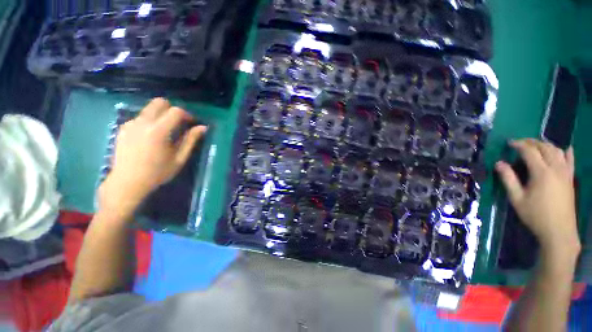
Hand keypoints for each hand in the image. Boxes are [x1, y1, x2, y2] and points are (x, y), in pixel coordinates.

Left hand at [98, 98, 206, 216]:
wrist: (127, 182)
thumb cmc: (157, 172)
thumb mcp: (179, 158)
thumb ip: (190, 140)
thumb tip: (203, 127)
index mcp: (158, 131)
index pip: (176, 111)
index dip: (187, 114)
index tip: (191, 123)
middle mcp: (143, 122)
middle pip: (159, 102)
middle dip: (172, 109)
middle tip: (178, 123)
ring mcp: (130, 124)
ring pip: (149, 109)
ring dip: (161, 115)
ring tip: (165, 131)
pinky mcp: (123, 127)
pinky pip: (140, 117)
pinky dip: (150, 121)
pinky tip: (151, 136)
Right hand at [495, 139, 578, 255]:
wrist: (558, 231)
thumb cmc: (535, 215)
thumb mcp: (517, 198)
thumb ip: (508, 179)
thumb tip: (499, 163)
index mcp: (542, 173)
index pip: (530, 151)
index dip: (519, 145)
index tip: (509, 143)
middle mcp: (556, 169)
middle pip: (545, 148)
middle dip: (532, 142)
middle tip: (519, 143)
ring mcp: (565, 173)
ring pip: (558, 151)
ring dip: (546, 145)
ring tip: (536, 146)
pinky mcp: (570, 179)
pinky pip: (570, 161)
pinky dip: (567, 152)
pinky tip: (565, 149)